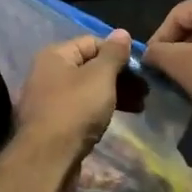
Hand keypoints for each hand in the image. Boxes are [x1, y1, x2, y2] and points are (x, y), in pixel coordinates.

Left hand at [14, 30, 132, 149]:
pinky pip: (80, 108)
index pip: (92, 42)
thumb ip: (113, 54)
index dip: (118, 53)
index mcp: (55, 55)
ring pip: (87, 89)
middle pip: (90, 66)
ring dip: (114, 94)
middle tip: (145, 92)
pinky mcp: (52, 123)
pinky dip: (99, 110)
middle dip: (119, 77)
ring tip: (138, 107)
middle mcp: (47, 73)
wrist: (47, 159)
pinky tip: (116, 119)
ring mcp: (48, 99)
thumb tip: (122, 32)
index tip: (140, 69)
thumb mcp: (100, 77)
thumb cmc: (75, 110)